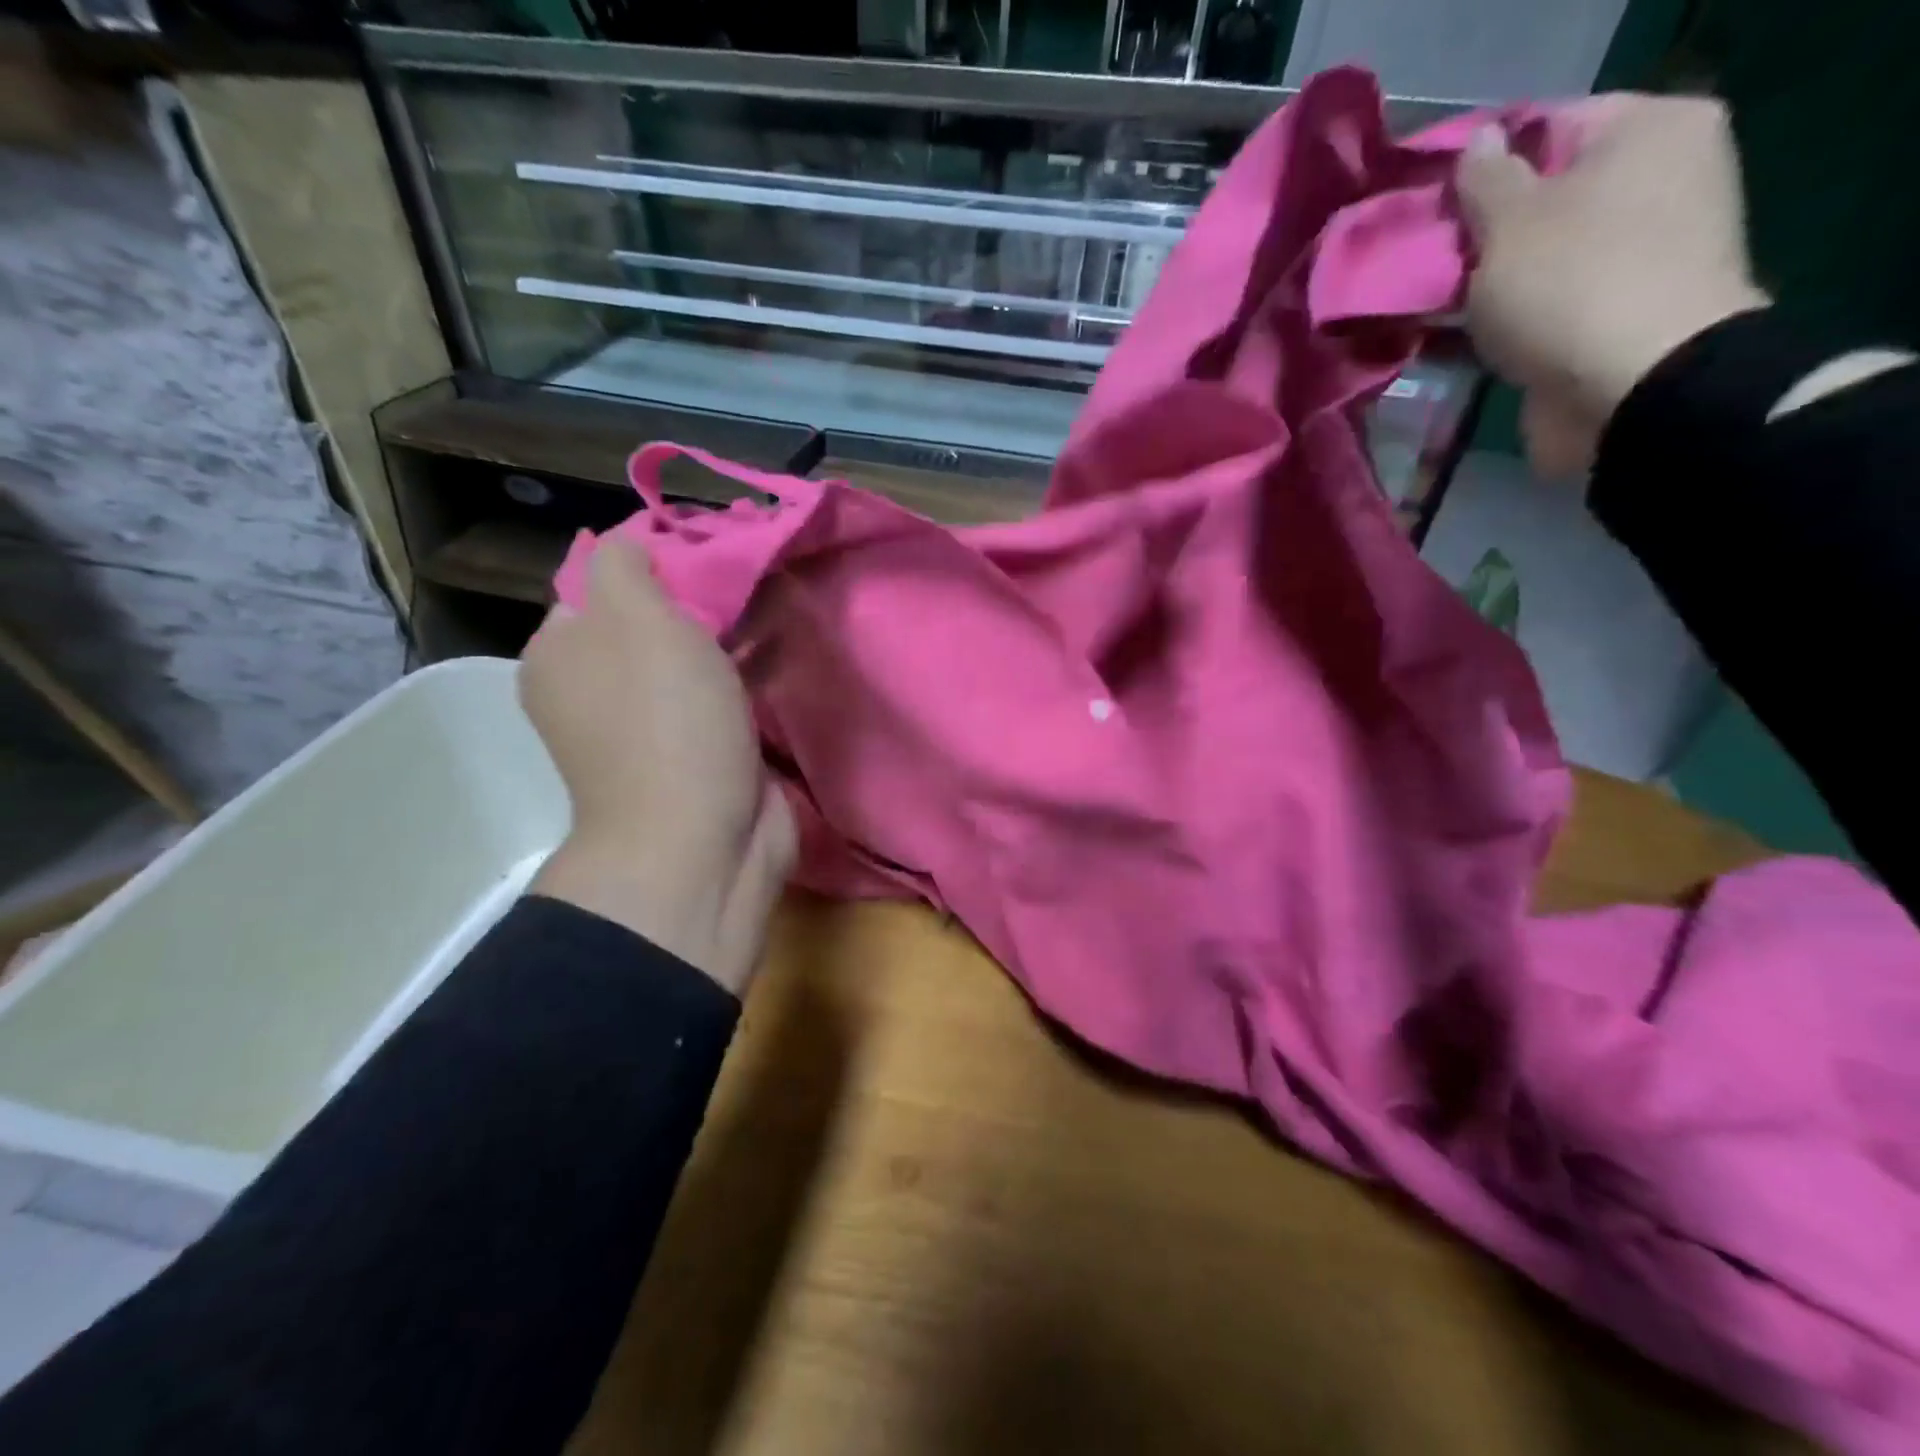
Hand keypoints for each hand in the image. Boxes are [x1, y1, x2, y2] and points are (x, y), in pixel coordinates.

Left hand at [521, 539, 793, 995]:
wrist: (700, 842)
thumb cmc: (664, 723)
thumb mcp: (635, 617)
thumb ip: (627, 564)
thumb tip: (634, 541)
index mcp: (562, 654)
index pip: (603, 581)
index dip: (655, 560)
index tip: (708, 555)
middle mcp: (595, 690)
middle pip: (650, 622)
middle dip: (698, 603)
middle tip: (744, 590)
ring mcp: (647, 729)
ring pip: (689, 662)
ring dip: (725, 644)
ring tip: (767, 619)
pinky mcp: (696, 756)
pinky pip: (718, 700)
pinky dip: (742, 683)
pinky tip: (772, 665)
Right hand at [1457, 94, 1769, 476]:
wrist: (1630, 389)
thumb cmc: (1570, 285)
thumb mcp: (1509, 222)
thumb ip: (1483, 181)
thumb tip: (1477, 144)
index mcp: (1649, 132)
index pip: (1547, 128)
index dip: (1480, 167)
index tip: (1427, 206)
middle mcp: (1657, 182)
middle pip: (1541, 199)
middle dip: (1477, 235)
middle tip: (1419, 261)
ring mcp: (1638, 255)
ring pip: (1534, 260)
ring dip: (1480, 285)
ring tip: (1421, 305)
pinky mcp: (1612, 316)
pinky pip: (1541, 307)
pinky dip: (1500, 321)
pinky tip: (1448, 338)